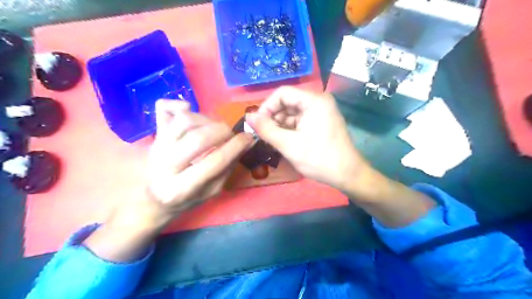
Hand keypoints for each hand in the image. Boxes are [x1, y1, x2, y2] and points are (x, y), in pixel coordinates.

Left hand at [145, 100, 252, 218]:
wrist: (153, 199)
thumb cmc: (186, 199)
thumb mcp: (211, 191)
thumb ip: (228, 167)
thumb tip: (247, 142)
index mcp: (180, 189)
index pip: (214, 162)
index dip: (236, 147)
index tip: (249, 138)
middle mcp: (164, 166)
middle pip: (198, 138)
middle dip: (223, 132)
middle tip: (231, 135)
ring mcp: (156, 147)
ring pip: (184, 120)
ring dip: (207, 120)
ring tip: (214, 129)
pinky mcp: (153, 135)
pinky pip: (164, 108)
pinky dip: (181, 105)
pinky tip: (190, 111)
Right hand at [248, 88, 433, 227]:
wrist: (348, 175)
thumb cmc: (319, 159)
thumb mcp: (288, 144)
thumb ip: (266, 129)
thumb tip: (248, 117)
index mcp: (314, 100)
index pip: (282, 93)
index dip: (266, 107)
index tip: (258, 125)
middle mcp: (318, 101)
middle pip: (287, 103)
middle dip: (273, 118)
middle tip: (263, 136)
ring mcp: (321, 112)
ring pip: (292, 113)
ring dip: (280, 126)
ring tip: (272, 142)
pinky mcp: (321, 122)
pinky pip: (300, 121)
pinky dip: (289, 130)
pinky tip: (283, 143)